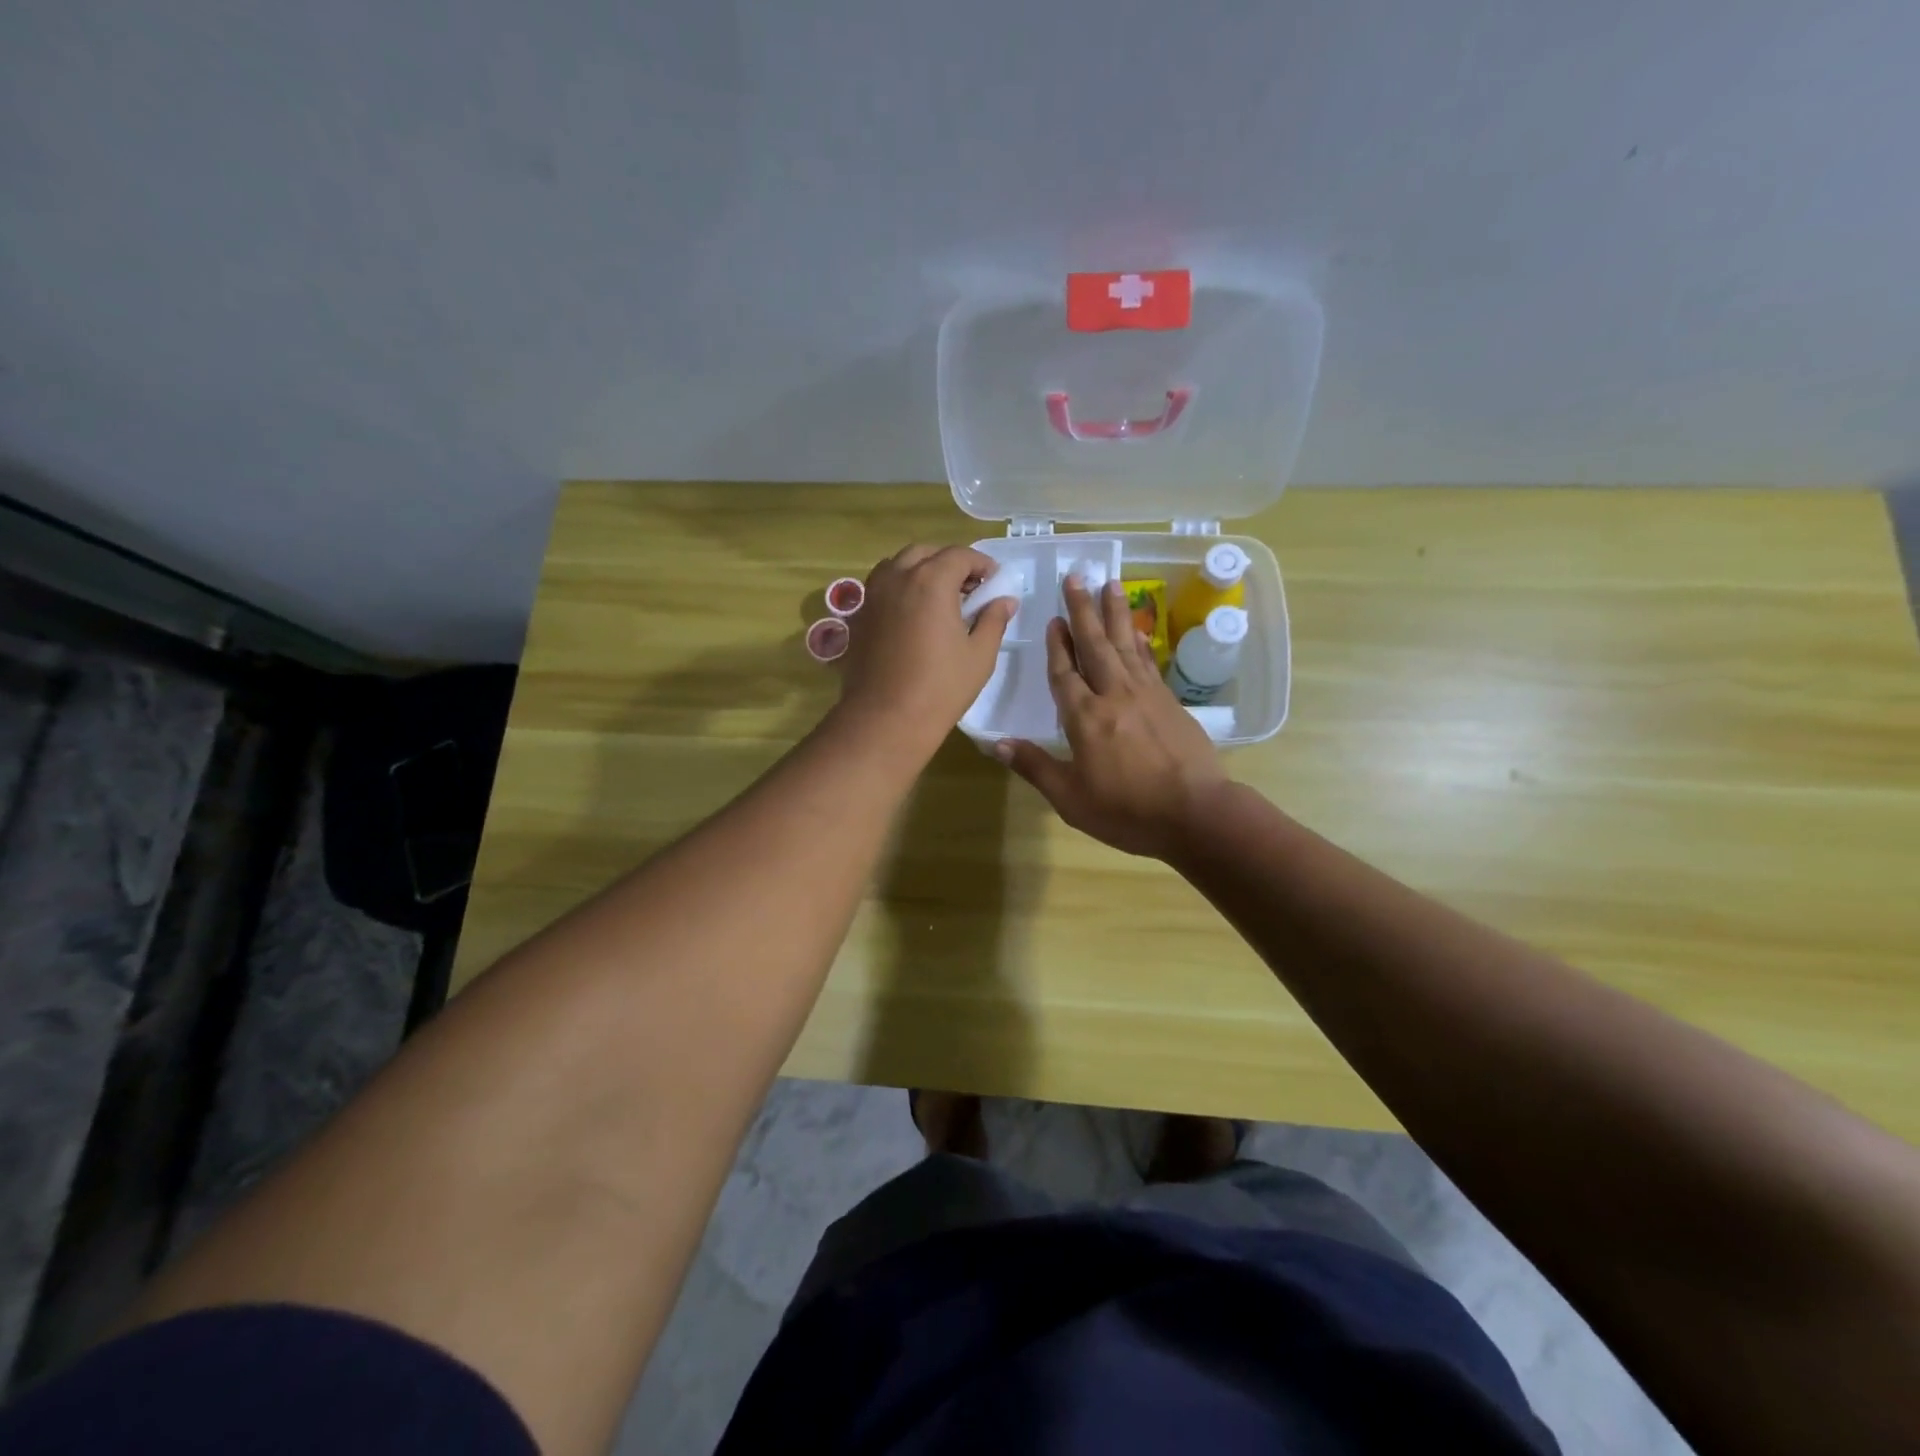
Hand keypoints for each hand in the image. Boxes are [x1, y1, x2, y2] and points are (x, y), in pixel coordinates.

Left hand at [838, 544, 1015, 753]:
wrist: (885, 719)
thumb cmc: (940, 688)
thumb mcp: (979, 655)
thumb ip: (993, 620)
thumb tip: (1005, 600)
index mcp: (931, 581)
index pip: (960, 555)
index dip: (981, 564)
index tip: (994, 581)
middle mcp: (898, 578)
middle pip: (926, 553)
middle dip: (949, 562)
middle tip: (968, 587)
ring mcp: (873, 595)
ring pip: (898, 565)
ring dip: (921, 570)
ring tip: (939, 597)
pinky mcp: (859, 616)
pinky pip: (881, 586)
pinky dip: (900, 587)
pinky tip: (913, 614)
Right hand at [997, 576, 1225, 859]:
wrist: (1196, 814)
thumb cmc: (1127, 811)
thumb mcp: (1071, 798)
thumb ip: (1035, 767)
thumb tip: (997, 743)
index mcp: (1084, 718)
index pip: (1064, 673)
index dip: (1057, 646)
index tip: (1052, 620)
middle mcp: (1113, 695)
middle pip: (1095, 645)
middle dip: (1083, 610)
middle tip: (1076, 576)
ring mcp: (1146, 695)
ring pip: (1124, 644)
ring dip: (1114, 613)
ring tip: (1109, 583)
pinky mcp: (1170, 701)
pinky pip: (1148, 661)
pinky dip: (1138, 641)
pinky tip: (1134, 629)